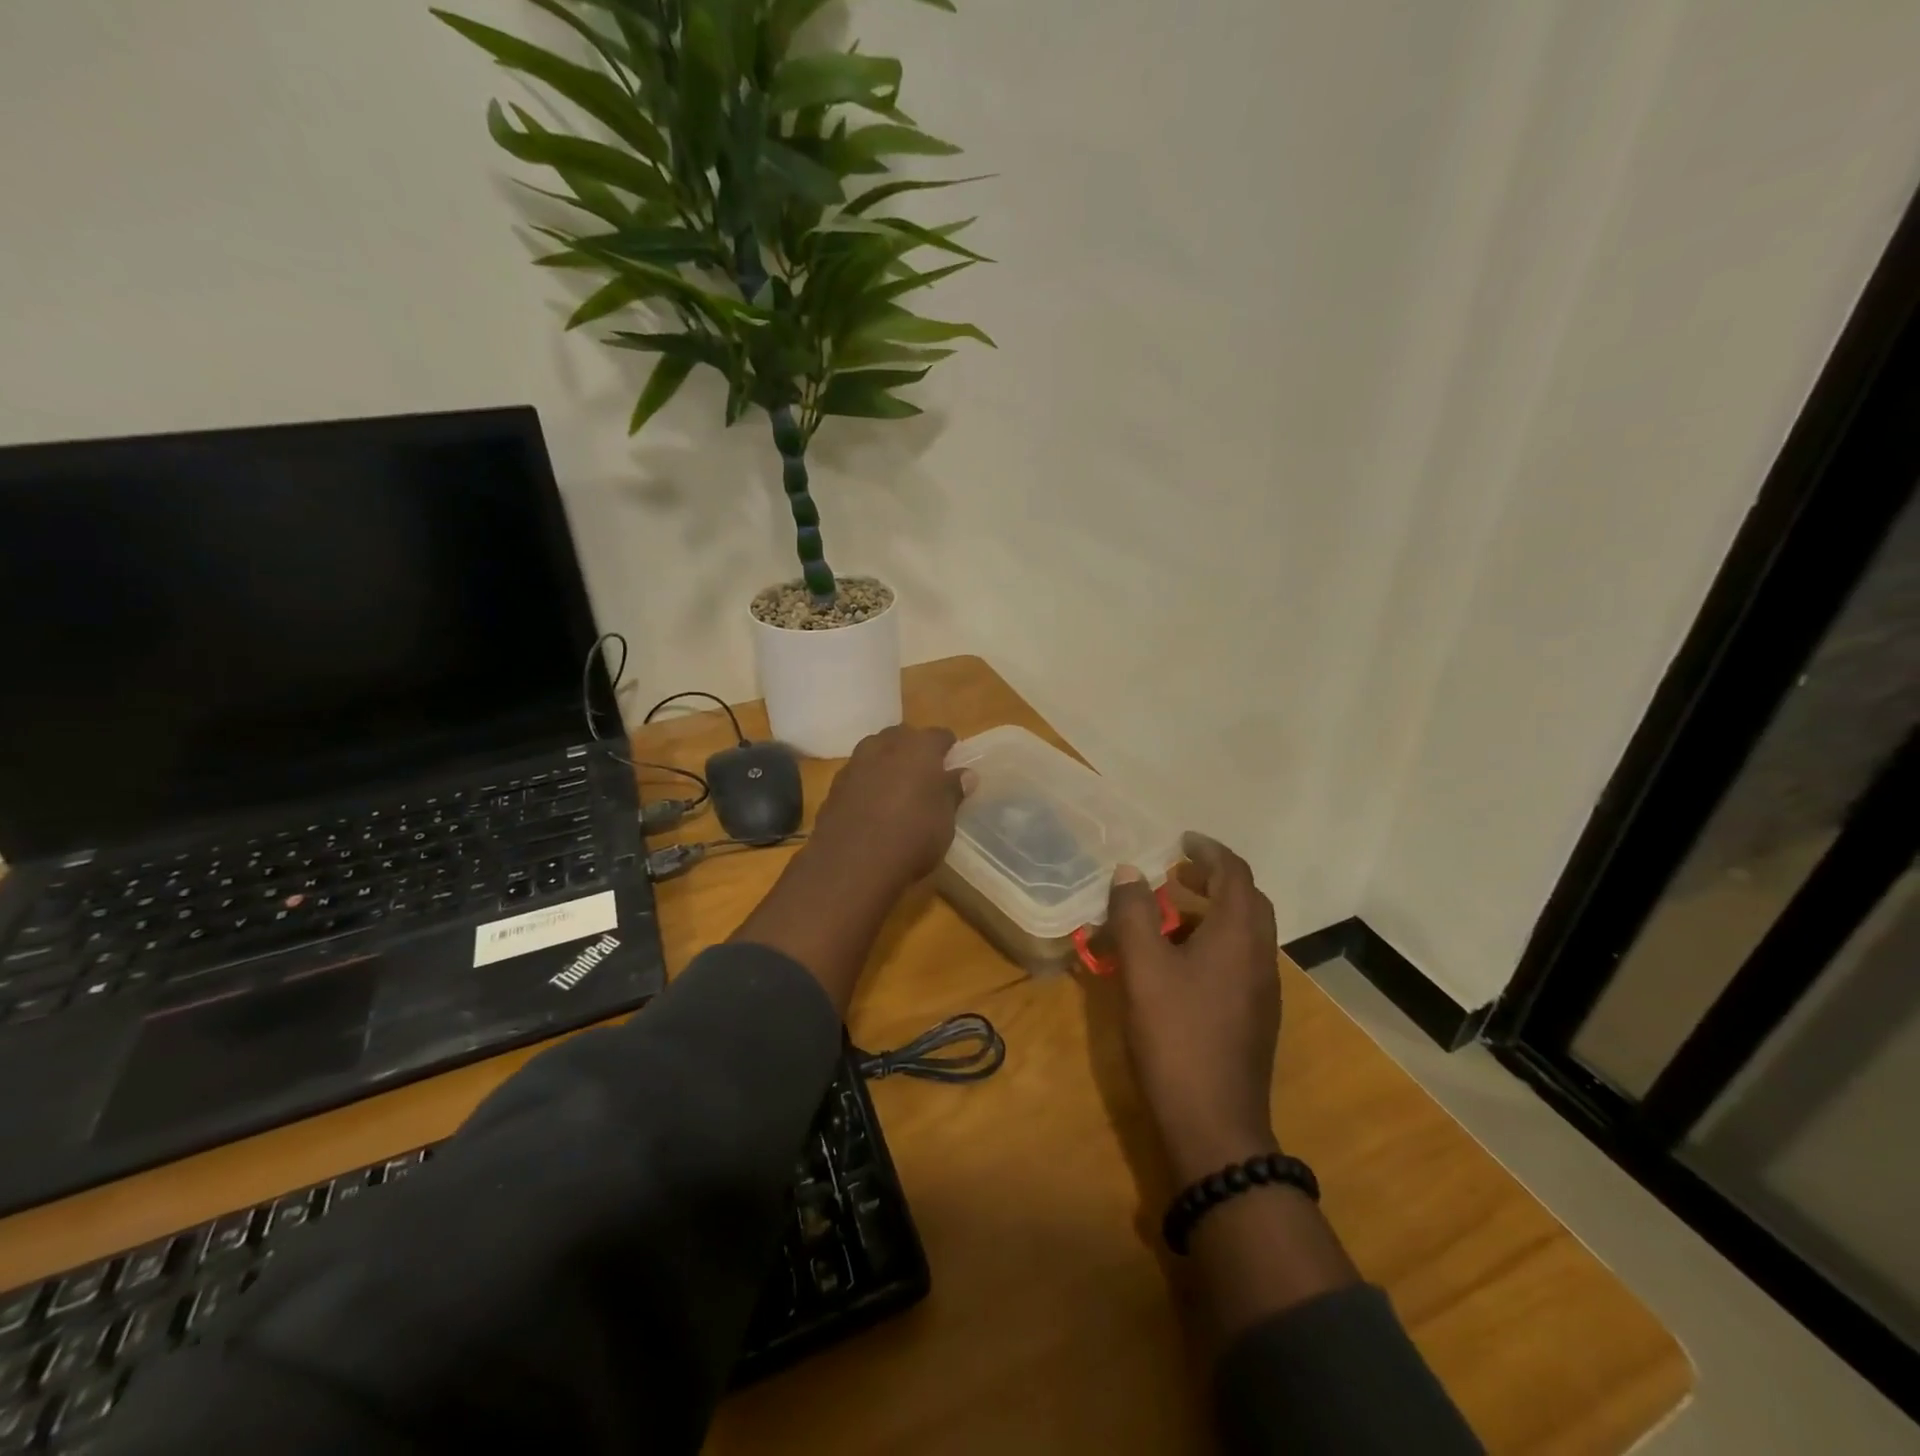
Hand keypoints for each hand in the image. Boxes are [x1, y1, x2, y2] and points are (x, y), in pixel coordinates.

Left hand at [808, 724, 970, 890]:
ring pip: (875, 753)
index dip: (949, 749)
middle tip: (925, 776)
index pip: (940, 735)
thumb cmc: (912, 836)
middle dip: (913, 751)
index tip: (954, 765)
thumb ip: (953, 791)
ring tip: (898, 791)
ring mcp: (854, 765)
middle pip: (902, 737)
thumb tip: (966, 774)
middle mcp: (884, 746)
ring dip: (887, 765)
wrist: (852, 863)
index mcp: (918, 747)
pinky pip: (857, 777)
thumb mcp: (945, 818)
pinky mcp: (834, 788)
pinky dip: (866, 785)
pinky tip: (872, 809)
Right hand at [1106, 832, 1281, 1186]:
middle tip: (1177, 873)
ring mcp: (1263, 990)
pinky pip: (1240, 960)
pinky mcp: (1255, 1017)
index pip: (1236, 874)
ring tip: (1171, 916)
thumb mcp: (1143, 968)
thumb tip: (1129, 871)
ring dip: (1213, 912)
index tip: (1182, 840)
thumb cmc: (1176, 1036)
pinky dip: (1214, 943)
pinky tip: (1180, 965)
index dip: (1210, 851)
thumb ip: (1134, 913)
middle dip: (1214, 879)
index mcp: (1239, 936)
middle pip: (1248, 901)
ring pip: (1245, 933)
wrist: (1214, 1126)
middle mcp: (1260, 956)